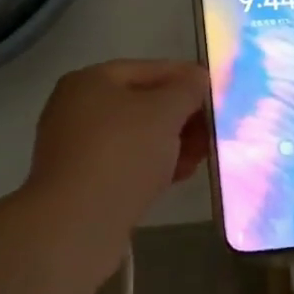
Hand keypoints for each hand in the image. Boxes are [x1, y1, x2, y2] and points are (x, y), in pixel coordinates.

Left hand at [27, 60, 210, 234]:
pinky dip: (153, 165)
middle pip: (141, 103)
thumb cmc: (122, 153)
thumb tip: (197, 77)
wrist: (77, 224)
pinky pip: (125, 164)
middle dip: (181, 115)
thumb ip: (186, 90)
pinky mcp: (82, 182)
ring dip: (171, 142)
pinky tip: (180, 174)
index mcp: (90, 80)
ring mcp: (77, 147)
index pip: (147, 69)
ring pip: (135, 136)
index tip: (216, 92)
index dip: (185, 77)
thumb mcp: (164, 112)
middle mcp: (77, 108)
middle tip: (213, 128)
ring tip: (203, 155)